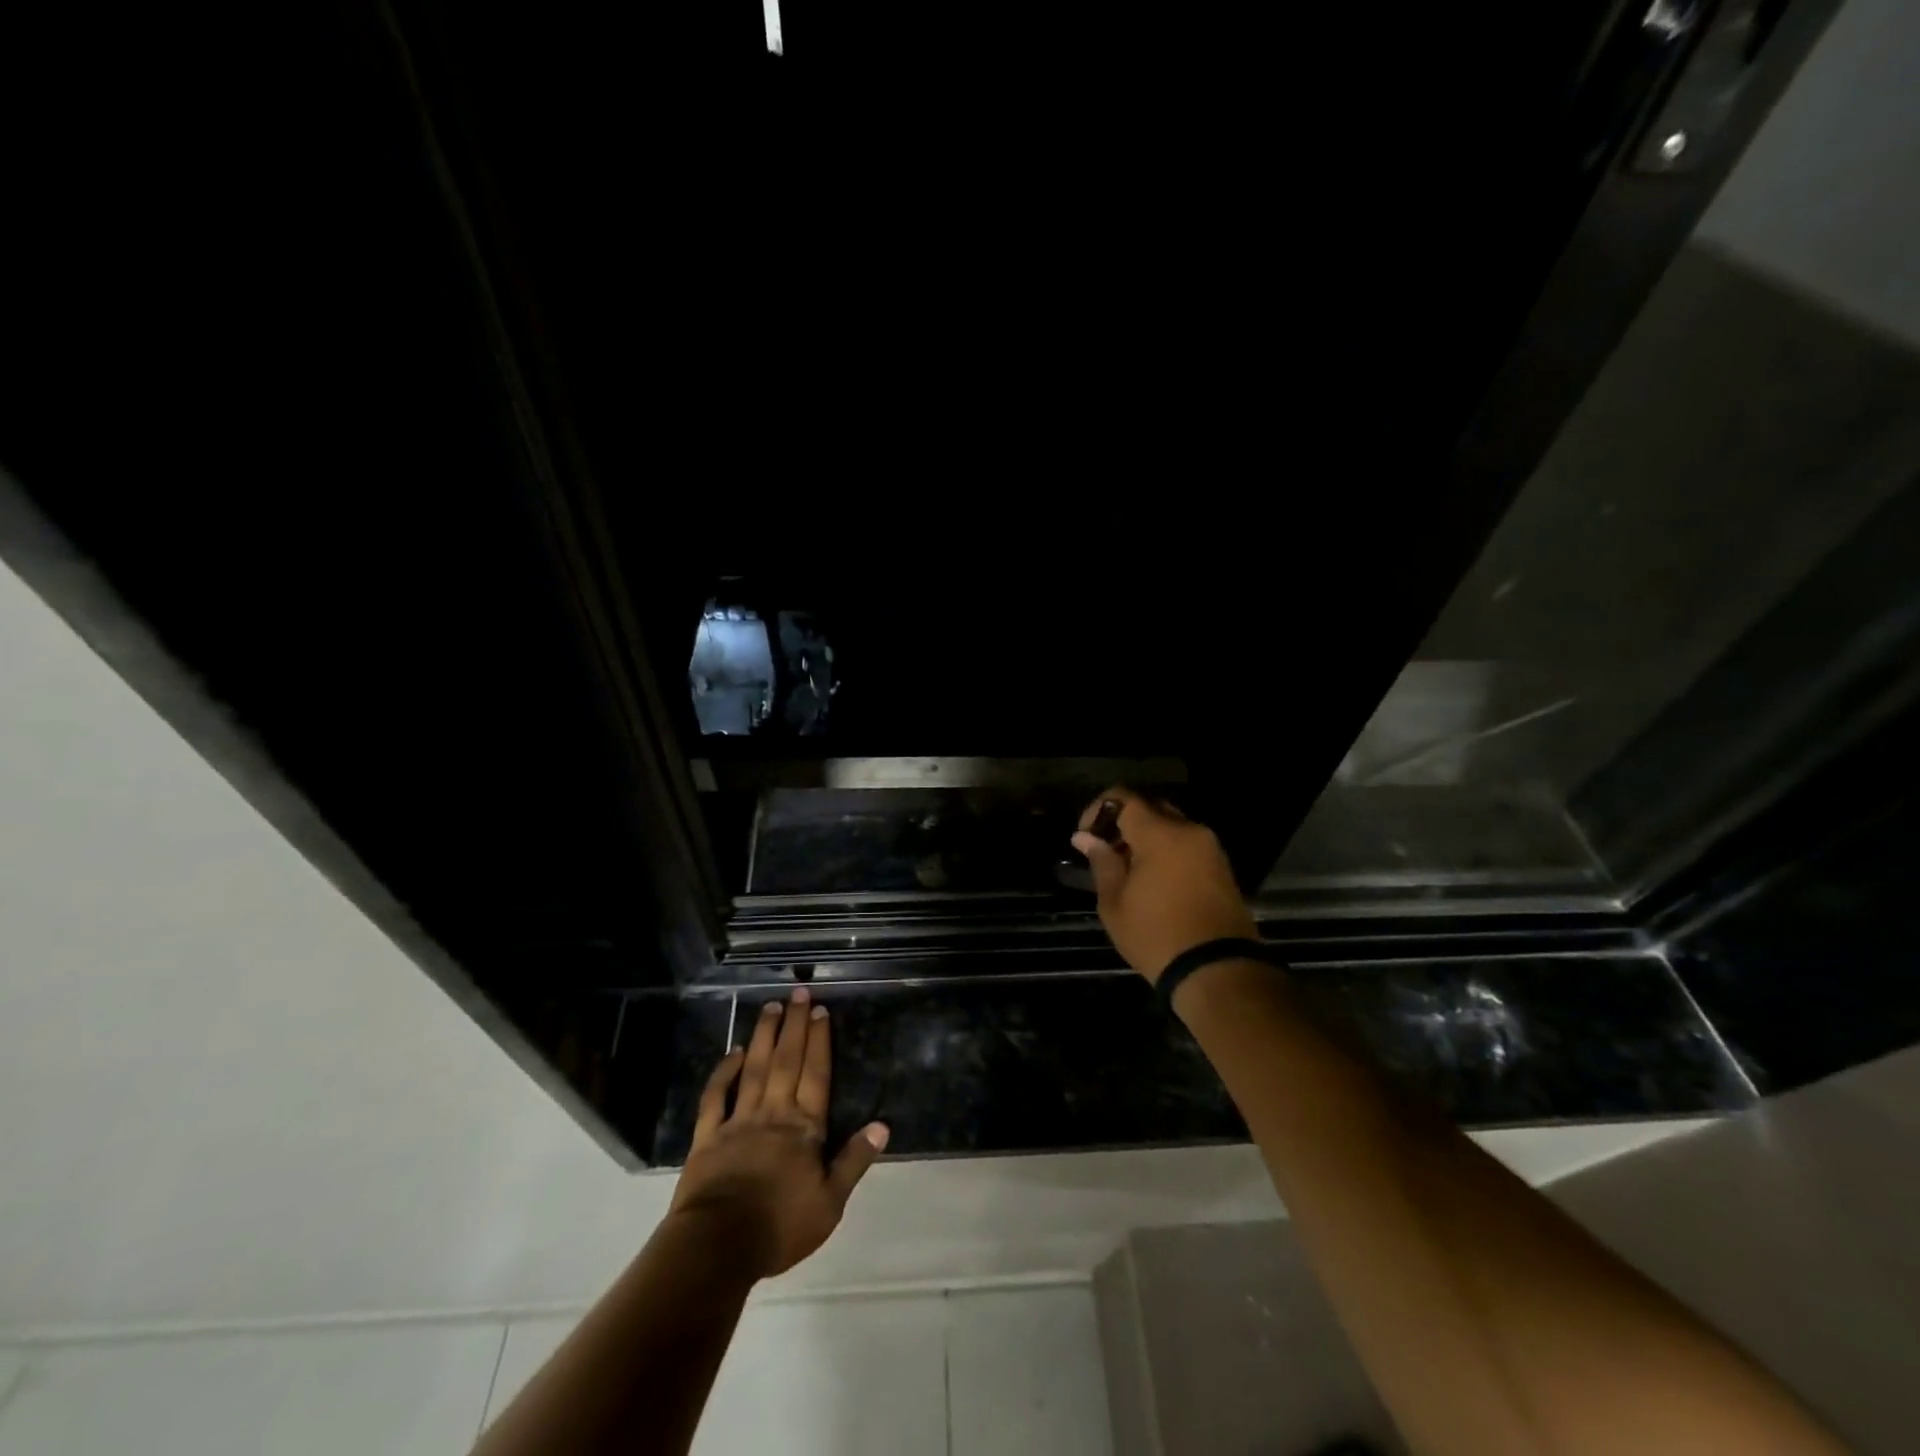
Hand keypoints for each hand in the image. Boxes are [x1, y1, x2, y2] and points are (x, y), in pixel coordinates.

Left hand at [668, 988, 888, 1279]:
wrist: (718, 1246)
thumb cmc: (779, 1227)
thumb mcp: (830, 1203)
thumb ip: (854, 1161)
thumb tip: (882, 1126)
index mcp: (803, 1128)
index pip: (816, 1075)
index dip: (820, 1041)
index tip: (820, 1011)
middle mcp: (773, 1114)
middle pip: (787, 1061)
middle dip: (794, 1026)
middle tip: (798, 993)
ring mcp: (738, 1121)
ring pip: (754, 1069)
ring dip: (764, 1036)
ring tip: (771, 1007)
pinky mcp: (708, 1137)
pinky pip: (716, 1098)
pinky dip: (723, 1072)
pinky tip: (733, 1052)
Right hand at [1072, 787, 1257, 982]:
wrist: (1216, 970)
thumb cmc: (1156, 935)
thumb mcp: (1114, 902)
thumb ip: (1101, 862)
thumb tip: (1085, 837)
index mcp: (1161, 834)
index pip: (1124, 798)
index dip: (1098, 809)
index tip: (1086, 835)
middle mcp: (1189, 831)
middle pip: (1150, 808)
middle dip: (1123, 822)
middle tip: (1106, 851)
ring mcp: (1210, 848)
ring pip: (1171, 826)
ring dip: (1146, 837)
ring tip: (1127, 869)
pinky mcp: (1221, 867)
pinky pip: (1187, 844)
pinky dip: (1166, 851)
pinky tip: (1152, 880)